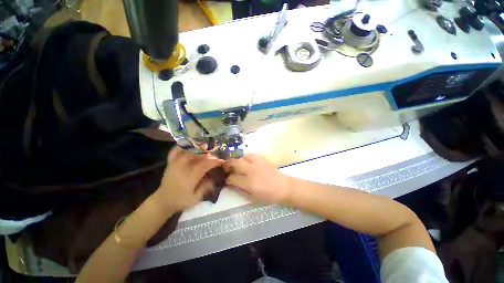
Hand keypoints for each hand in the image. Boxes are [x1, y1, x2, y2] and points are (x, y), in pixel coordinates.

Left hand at [156, 147, 222, 211]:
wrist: (162, 201)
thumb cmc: (180, 201)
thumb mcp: (195, 199)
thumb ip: (205, 187)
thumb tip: (214, 177)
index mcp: (189, 177)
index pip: (204, 165)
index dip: (214, 162)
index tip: (221, 161)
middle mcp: (182, 168)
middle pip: (197, 155)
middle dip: (208, 154)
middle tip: (215, 155)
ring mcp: (175, 164)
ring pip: (187, 151)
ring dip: (198, 148)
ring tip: (205, 148)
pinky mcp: (170, 163)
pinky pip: (175, 151)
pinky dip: (182, 146)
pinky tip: (189, 145)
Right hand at [223, 154, 291, 204]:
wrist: (284, 187)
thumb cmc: (268, 195)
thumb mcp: (252, 197)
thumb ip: (240, 190)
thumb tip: (230, 184)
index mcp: (248, 183)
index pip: (232, 178)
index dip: (227, 179)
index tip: (226, 181)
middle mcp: (251, 170)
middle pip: (234, 163)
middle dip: (227, 165)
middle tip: (225, 168)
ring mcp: (257, 163)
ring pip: (242, 157)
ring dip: (237, 161)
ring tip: (236, 165)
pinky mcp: (262, 159)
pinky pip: (251, 154)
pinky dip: (246, 157)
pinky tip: (247, 161)